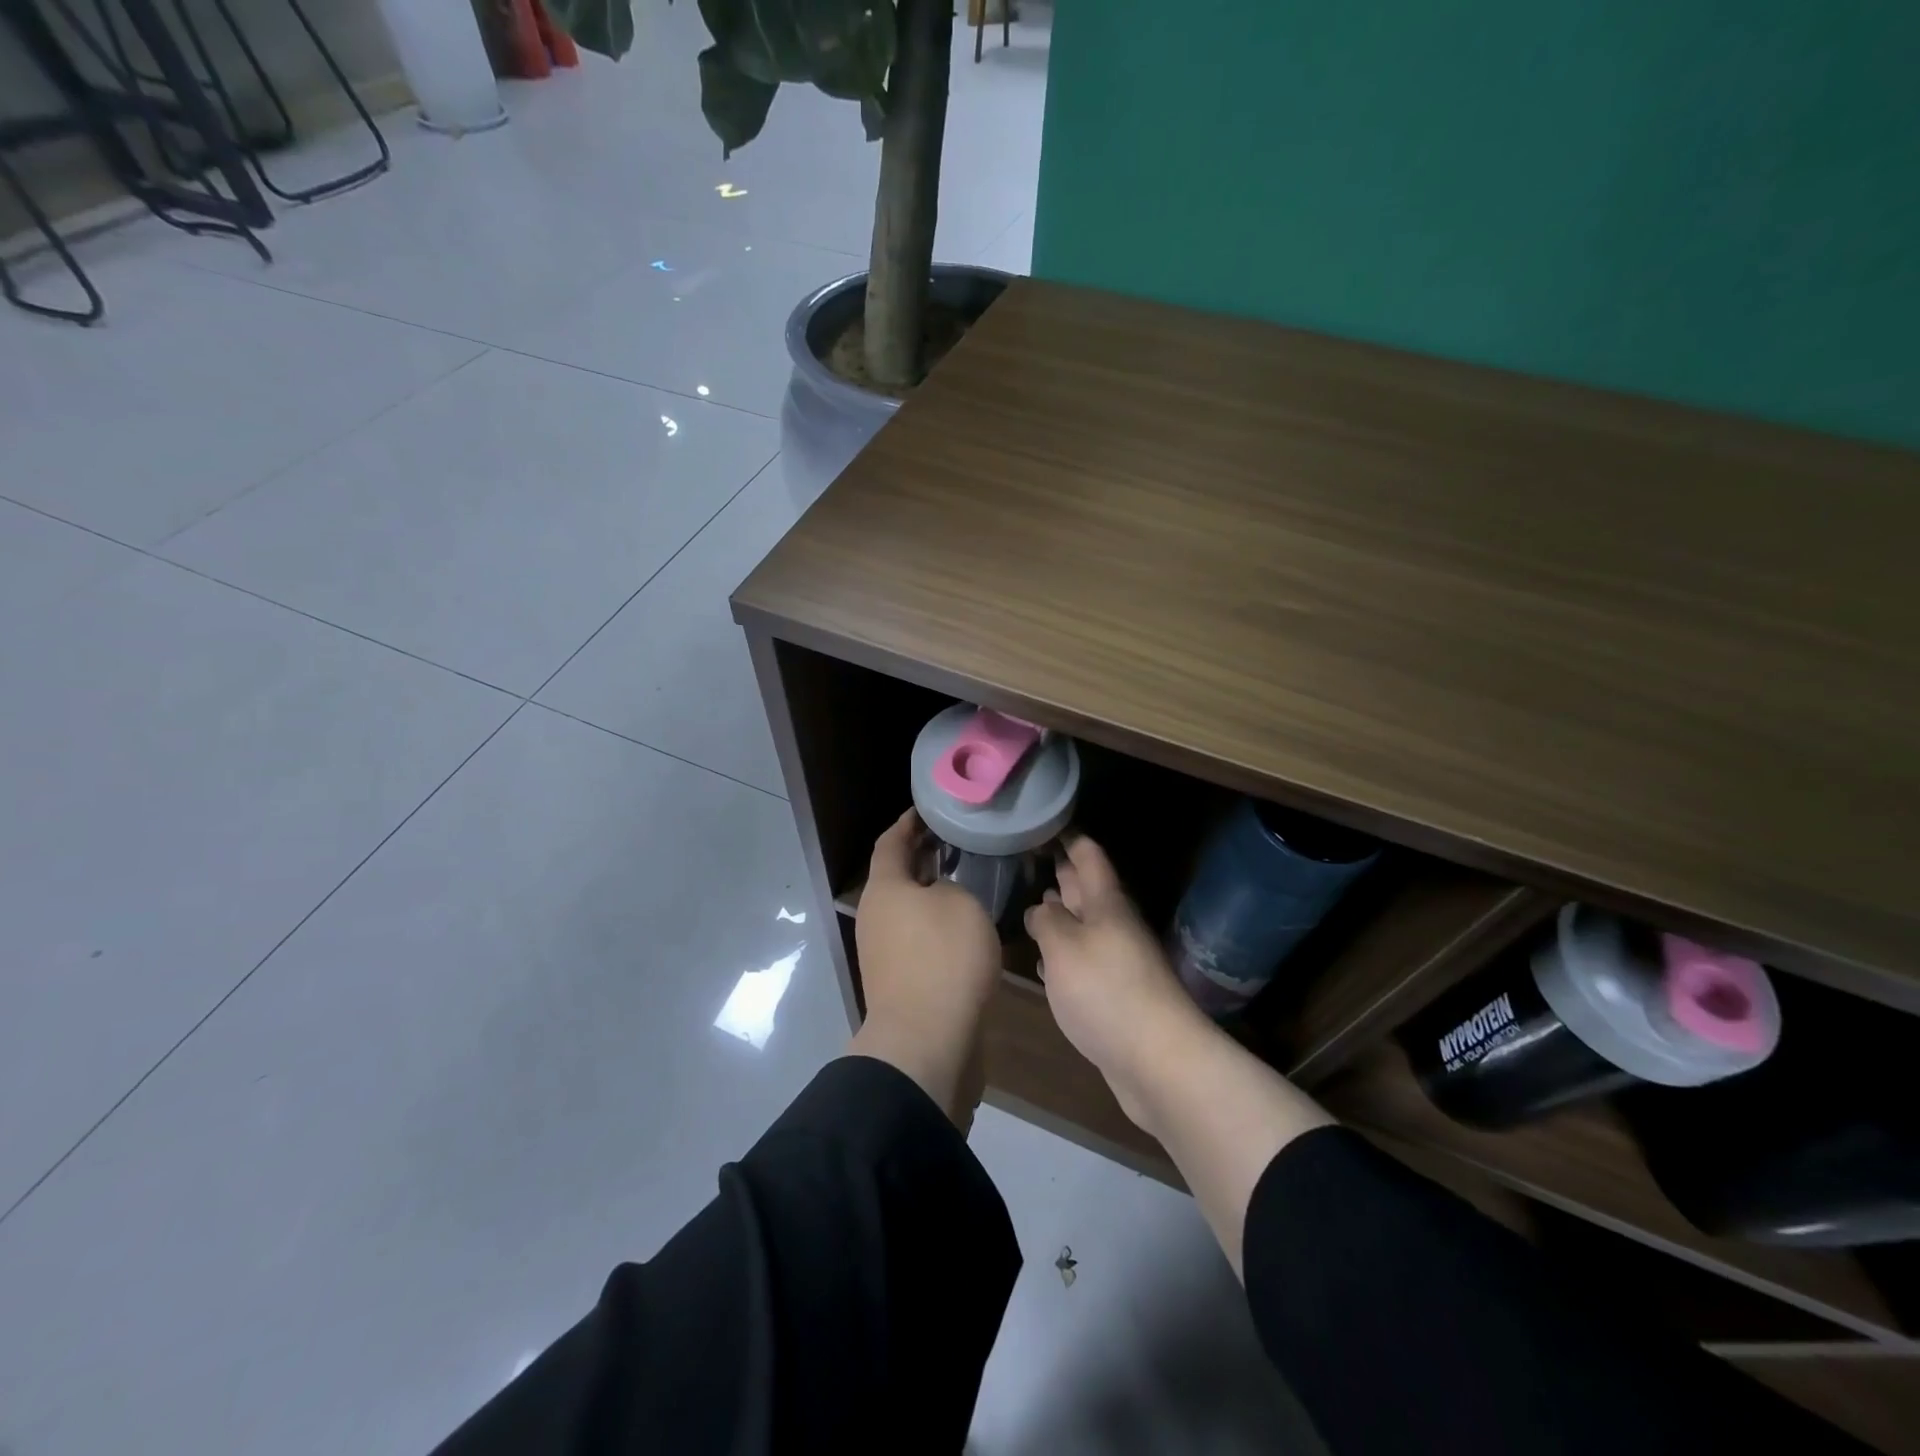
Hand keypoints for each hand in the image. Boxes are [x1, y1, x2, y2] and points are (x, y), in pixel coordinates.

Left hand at [851, 809, 1001, 1126]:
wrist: (926, 1041)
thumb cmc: (943, 958)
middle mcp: (876, 916)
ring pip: (908, 909)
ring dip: (930, 893)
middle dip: (922, 858)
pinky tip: (963, 927)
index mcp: (884, 889)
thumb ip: (952, 888)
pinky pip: (917, 938)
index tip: (928, 810)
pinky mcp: (898, 981)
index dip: (907, 823)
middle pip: (897, 876)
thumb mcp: (962, 905)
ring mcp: (882, 952)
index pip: (890, 842)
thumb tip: (941, 896)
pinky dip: (935, 925)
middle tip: (955, 844)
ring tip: (965, 882)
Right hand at [1024, 833, 1213, 1129]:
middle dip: (1063, 873)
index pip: (1089, 856)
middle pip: (1087, 890)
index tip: (1046, 822)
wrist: (1158, 1060)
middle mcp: (1114, 926)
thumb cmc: (1106, 991)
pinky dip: (1064, 954)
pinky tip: (1045, 961)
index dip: (1069, 837)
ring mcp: (1117, 962)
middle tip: (1032, 857)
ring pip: (1084, 927)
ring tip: (1033, 902)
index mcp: (1106, 904)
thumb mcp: (1064, 947)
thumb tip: (1041, 908)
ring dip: (1062, 915)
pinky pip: (1085, 962)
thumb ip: (1046, 921)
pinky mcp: (1114, 996)